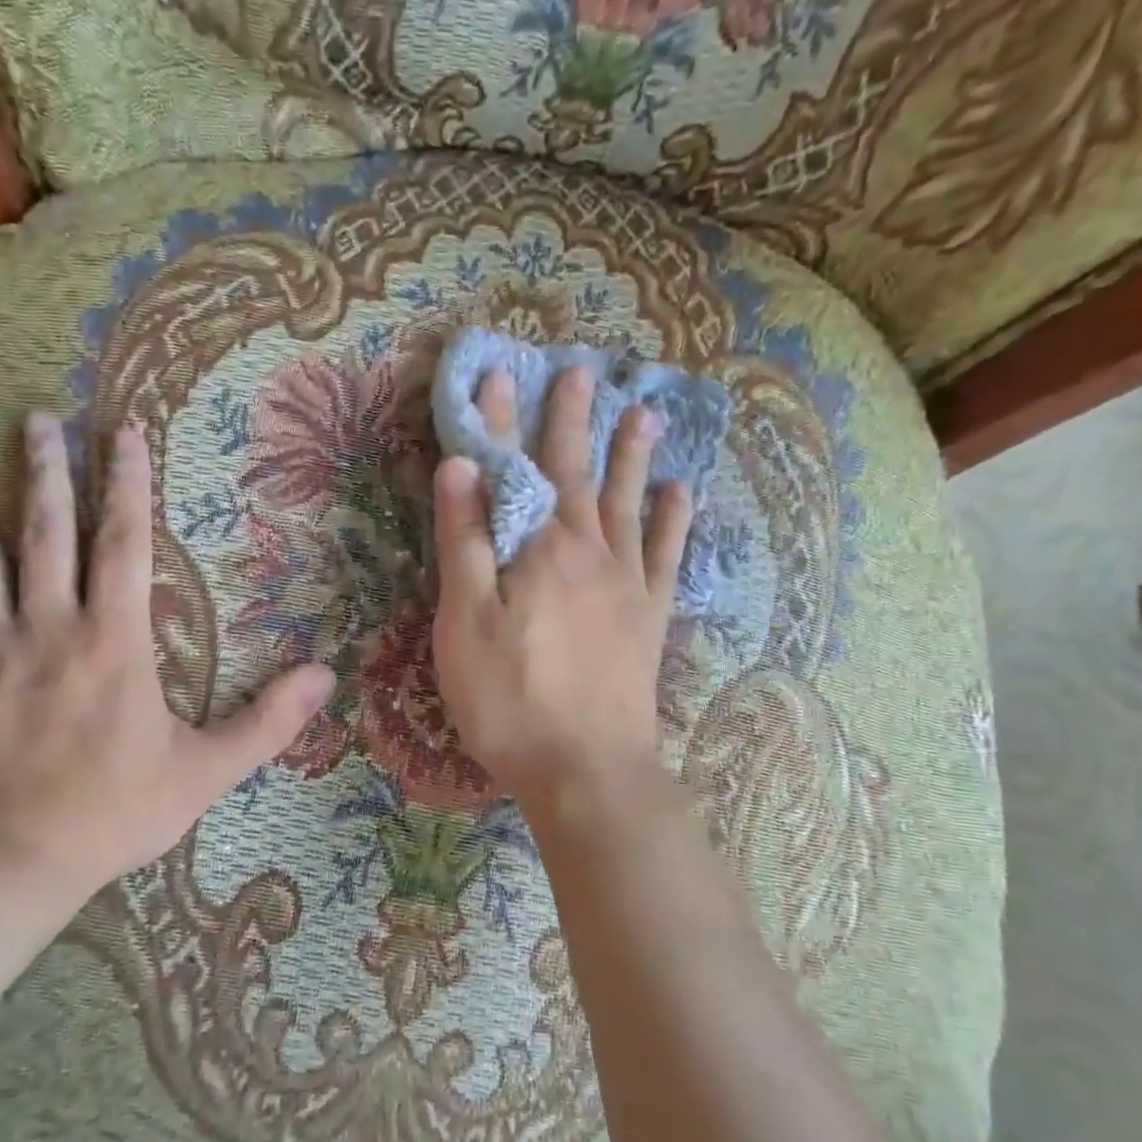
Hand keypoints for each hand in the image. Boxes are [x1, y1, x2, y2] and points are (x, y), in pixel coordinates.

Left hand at [0, 414, 334, 893]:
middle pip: (46, 535)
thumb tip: (326, 676)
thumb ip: (268, 721)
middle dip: (46, 474)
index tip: (123, 435)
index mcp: (114, 641)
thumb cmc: (112, 812)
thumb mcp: (206, 771)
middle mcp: (48, 626)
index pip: (123, 545)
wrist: (5, 864)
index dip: (127, 486)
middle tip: (37, 420)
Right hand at [431, 366, 690, 808]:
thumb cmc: (510, 699)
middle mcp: (588, 552)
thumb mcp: (464, 623)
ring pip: (629, 503)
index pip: (514, 469)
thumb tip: (461, 466)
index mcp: (538, 550)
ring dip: (633, 456)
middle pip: (578, 473)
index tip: (499, 374)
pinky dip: (674, 522)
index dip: (503, 421)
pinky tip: (681, 494)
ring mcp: (626, 584)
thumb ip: (464, 542)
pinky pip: (667, 557)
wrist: (587, 769)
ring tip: (645, 414)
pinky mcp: (649, 618)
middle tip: (581, 372)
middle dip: (573, 420)